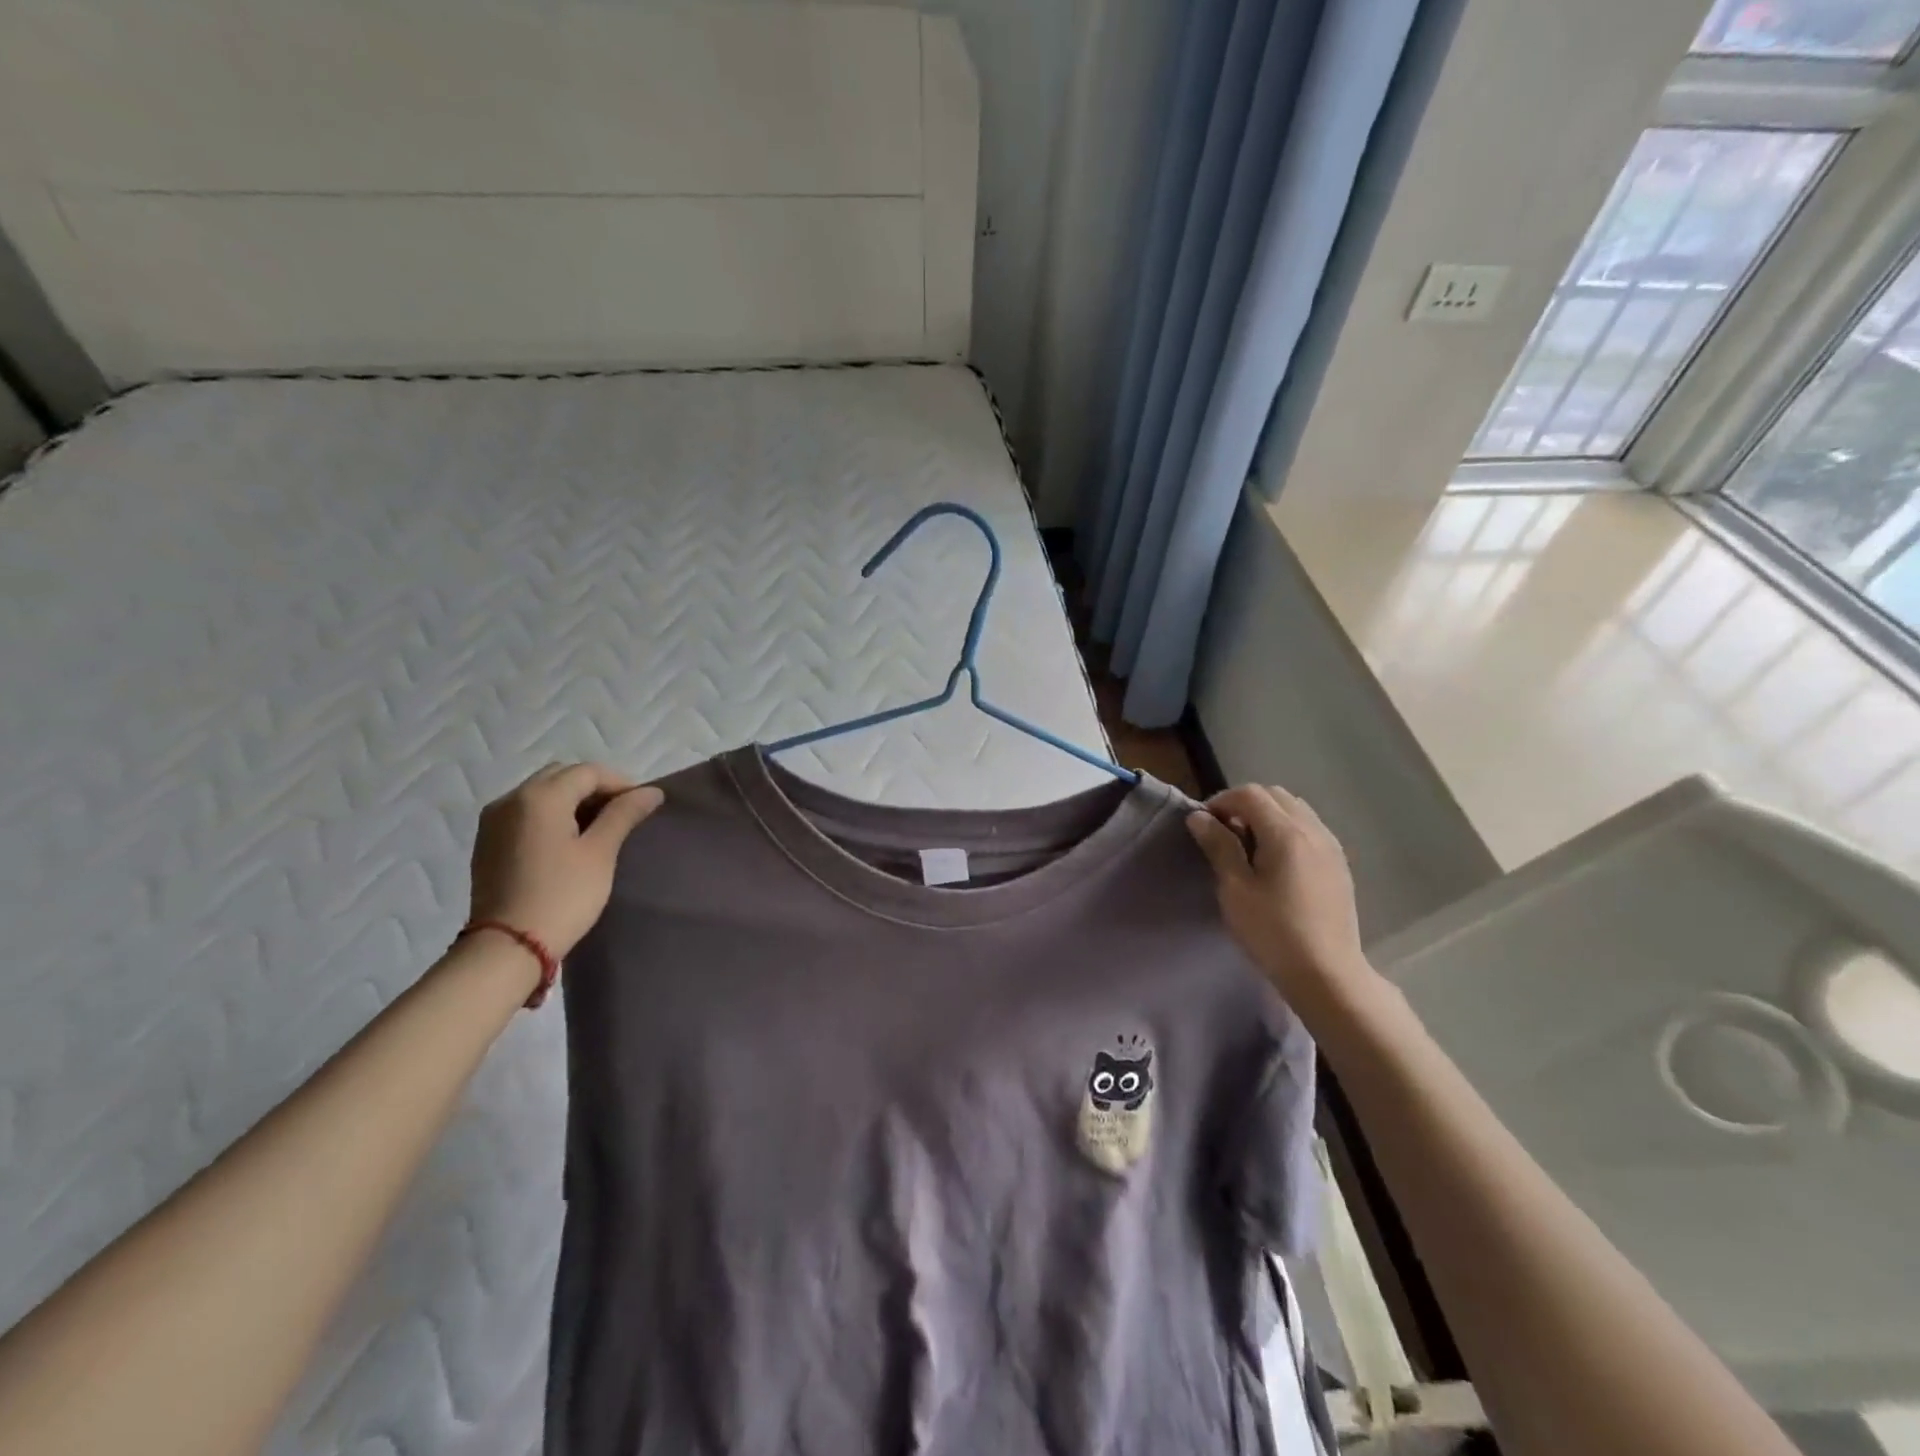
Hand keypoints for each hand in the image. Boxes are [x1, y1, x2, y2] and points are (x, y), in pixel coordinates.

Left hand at [469, 764, 664, 957]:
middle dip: (594, 788)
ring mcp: (493, 821)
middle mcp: (511, 799)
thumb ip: (624, 815)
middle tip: (621, 814)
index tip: (642, 805)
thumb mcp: (600, 853)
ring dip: (571, 800)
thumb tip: (651, 791)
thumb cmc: (562, 896)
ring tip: (597, 828)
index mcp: (540, 797)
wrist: (507, 947)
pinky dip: (550, 815)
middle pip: (561, 776)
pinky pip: (524, 813)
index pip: (588, 772)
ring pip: (540, 793)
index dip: (620, 783)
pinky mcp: (487, 842)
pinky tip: (567, 840)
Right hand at [1186, 784, 1380, 1011]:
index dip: (1221, 802)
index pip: (1250, 794)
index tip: (1204, 826)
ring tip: (1248, 848)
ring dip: (1266, 816)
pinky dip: (1286, 830)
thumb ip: (1219, 846)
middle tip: (1223, 834)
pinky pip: (1309, 829)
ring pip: (1295, 810)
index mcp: (1286, 833)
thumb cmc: (1273, 932)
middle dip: (1244, 805)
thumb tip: (1200, 817)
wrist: (1326, 974)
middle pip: (1275, 795)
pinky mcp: (1338, 865)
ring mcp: (1331, 847)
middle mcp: (1313, 830)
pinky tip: (1275, 863)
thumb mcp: (1235, 889)